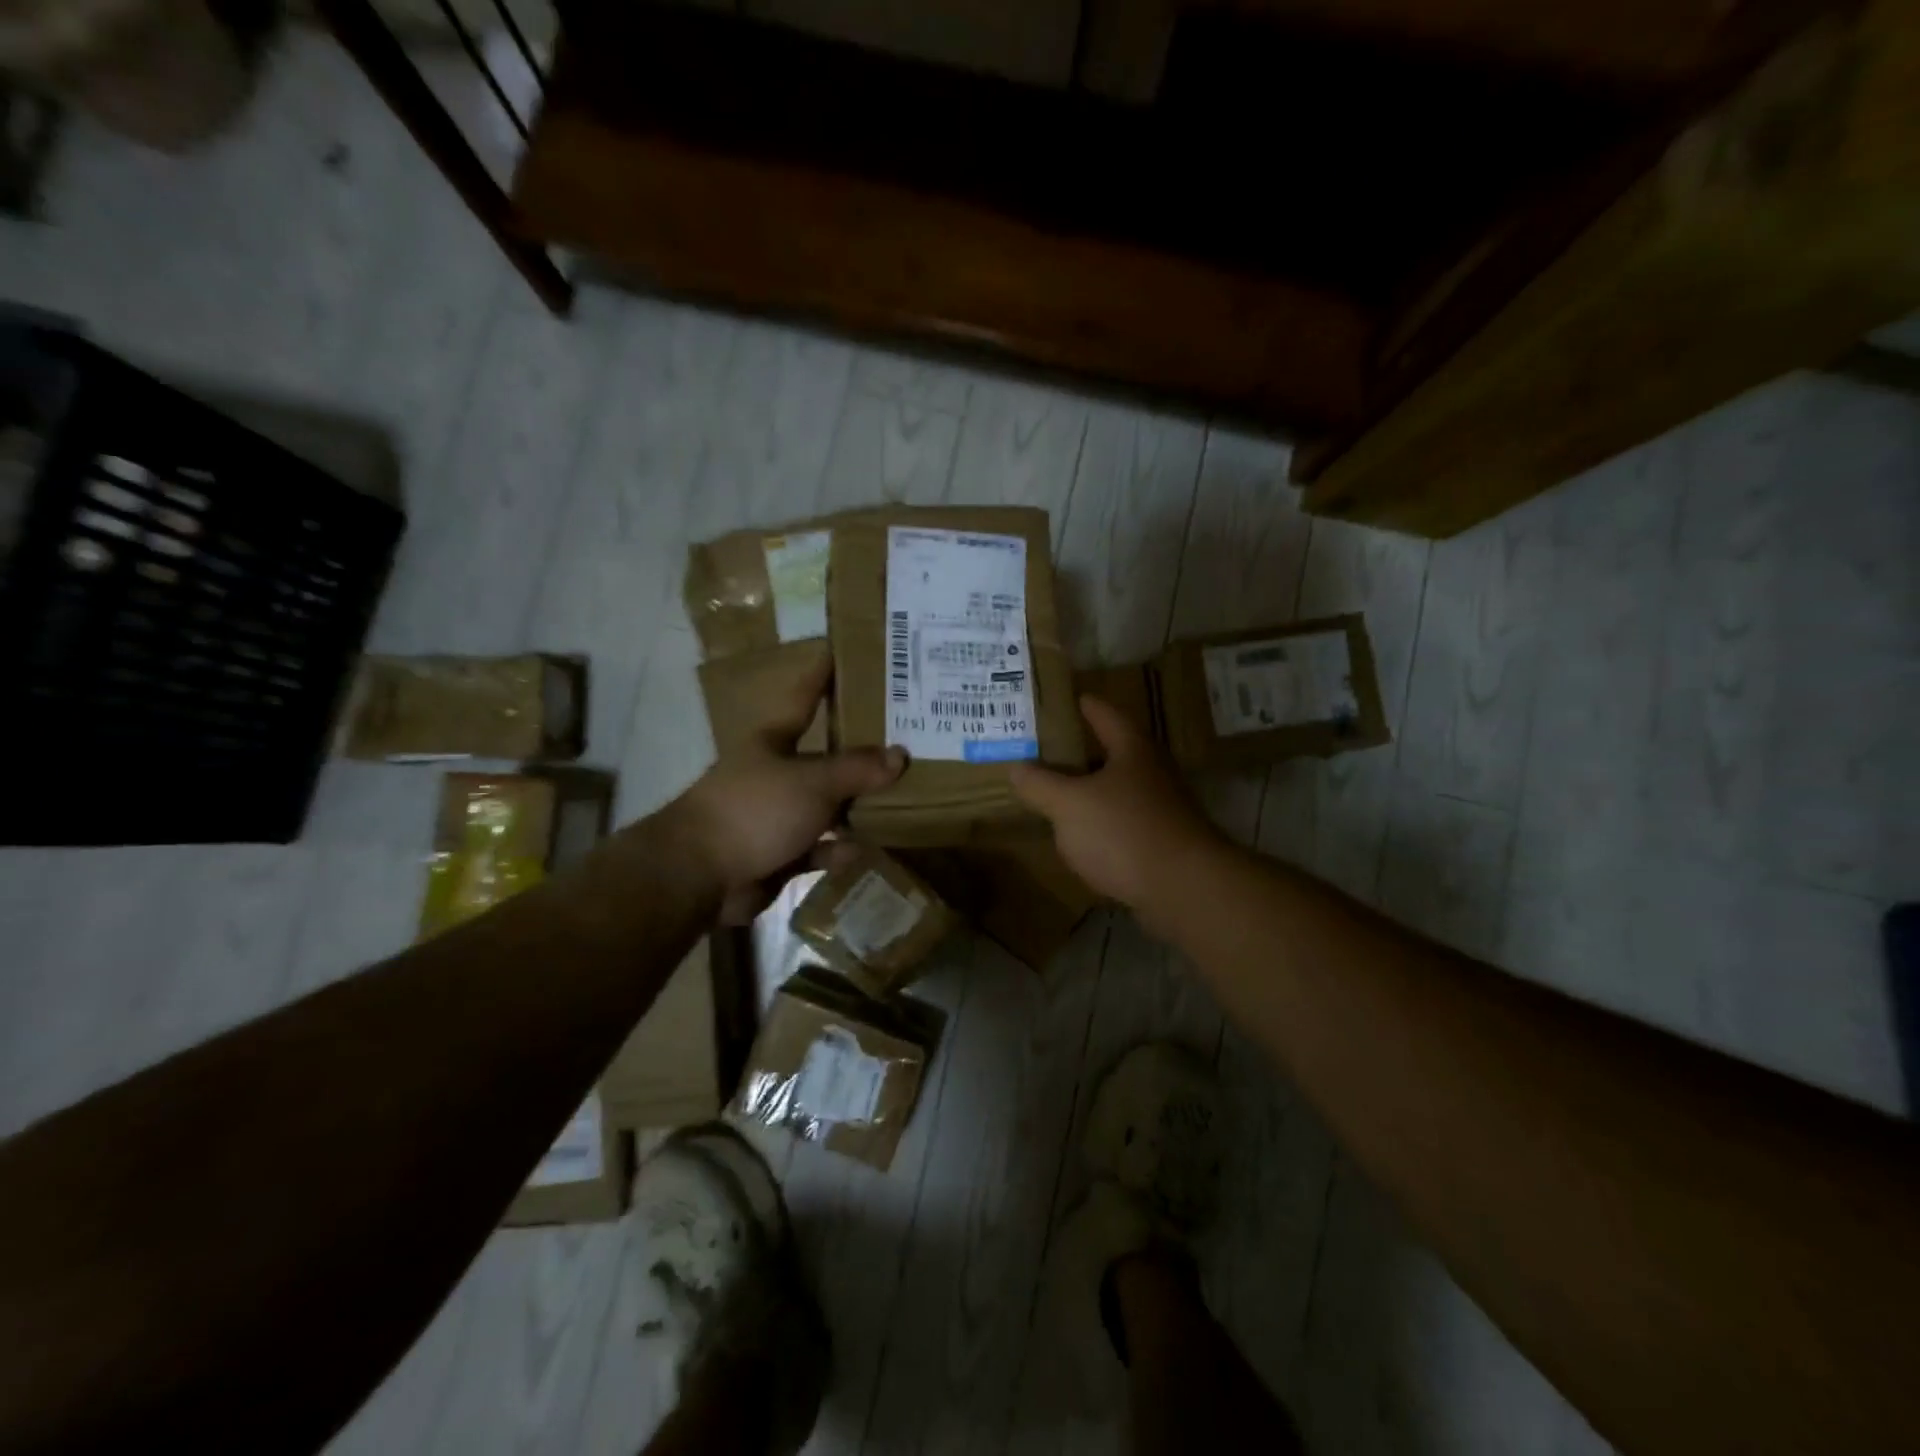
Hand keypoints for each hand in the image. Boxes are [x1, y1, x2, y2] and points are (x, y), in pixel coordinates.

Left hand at [672, 661, 904, 924]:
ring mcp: (775, 815)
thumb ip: (857, 769)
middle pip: (824, 757)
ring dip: (855, 808)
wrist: (699, 876)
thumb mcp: (813, 782)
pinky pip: (817, 847)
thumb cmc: (755, 809)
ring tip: (900, 802)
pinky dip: (835, 849)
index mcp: (774, 741)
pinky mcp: (777, 854)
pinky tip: (857, 852)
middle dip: (860, 755)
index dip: (823, 674)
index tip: (844, 650)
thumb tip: (900, 754)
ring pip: (826, 806)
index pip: (805, 696)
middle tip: (906, 744)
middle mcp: (775, 773)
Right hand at [1008, 696, 1223, 925]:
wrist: (1185, 889)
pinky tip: (1085, 837)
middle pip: (1116, 752)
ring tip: (1061, 793)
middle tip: (1052, 749)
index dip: (1087, 705)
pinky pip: (1126, 823)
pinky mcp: (1165, 843)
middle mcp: (1153, 772)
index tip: (1072, 698)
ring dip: (1095, 790)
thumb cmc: (1124, 831)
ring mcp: (1163, 809)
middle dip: (1086, 750)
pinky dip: (1105, 823)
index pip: (1106, 715)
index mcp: (1132, 750)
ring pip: (1122, 790)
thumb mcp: (1069, 805)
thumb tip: (1017, 767)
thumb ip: (1040, 784)